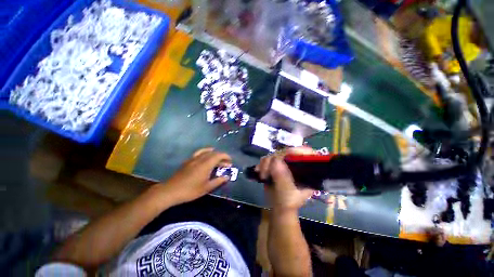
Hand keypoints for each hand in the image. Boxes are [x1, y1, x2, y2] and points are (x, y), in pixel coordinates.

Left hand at [161, 148, 231, 204]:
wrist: (171, 191)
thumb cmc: (190, 190)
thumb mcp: (206, 188)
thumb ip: (218, 181)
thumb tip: (227, 177)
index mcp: (206, 164)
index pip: (218, 155)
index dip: (226, 156)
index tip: (230, 161)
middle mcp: (201, 159)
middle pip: (214, 153)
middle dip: (222, 157)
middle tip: (226, 164)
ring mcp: (193, 159)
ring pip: (207, 152)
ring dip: (214, 154)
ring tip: (218, 159)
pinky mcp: (188, 161)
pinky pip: (199, 153)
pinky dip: (206, 152)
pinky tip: (206, 157)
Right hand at [256, 147, 315, 212]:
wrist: (278, 207)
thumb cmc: (287, 203)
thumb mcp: (288, 194)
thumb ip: (283, 178)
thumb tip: (276, 161)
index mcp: (307, 170)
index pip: (307, 153)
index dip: (298, 151)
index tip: (286, 154)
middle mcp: (297, 164)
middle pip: (287, 151)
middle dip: (275, 159)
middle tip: (267, 170)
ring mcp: (285, 163)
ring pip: (275, 154)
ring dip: (266, 163)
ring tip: (263, 175)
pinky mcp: (275, 164)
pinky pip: (267, 158)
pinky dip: (262, 164)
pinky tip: (260, 172)